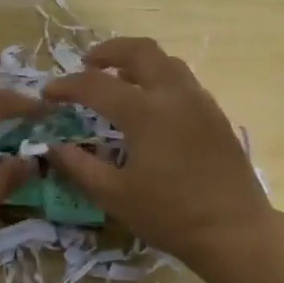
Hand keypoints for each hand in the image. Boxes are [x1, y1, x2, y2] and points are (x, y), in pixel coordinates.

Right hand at [41, 37, 271, 267]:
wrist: (235, 231)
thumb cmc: (170, 216)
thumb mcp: (114, 196)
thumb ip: (79, 167)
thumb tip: (53, 147)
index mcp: (146, 112)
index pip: (96, 85)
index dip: (67, 86)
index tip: (48, 94)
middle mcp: (174, 95)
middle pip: (140, 51)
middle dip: (109, 52)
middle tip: (87, 65)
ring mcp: (200, 102)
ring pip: (167, 62)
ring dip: (138, 63)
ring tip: (118, 81)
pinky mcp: (216, 116)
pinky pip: (184, 82)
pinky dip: (160, 79)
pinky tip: (151, 106)